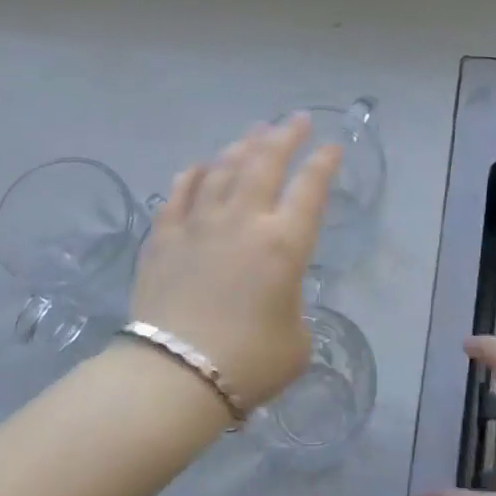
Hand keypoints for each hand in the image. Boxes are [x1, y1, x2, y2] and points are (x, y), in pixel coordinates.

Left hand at [131, 116, 341, 410]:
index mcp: (283, 244)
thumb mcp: (296, 340)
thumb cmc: (248, 362)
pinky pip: (178, 193)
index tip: (332, 146)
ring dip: (241, 146)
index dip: (323, 163)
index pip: (310, 188)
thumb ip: (292, 306)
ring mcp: (198, 224)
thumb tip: (275, 297)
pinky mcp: (163, 237)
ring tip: (253, 133)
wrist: (176, 376)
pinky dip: (192, 174)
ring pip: (221, 169)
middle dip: (284, 135)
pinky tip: (199, 166)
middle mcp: (242, 221)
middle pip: (265, 162)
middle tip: (296, 120)